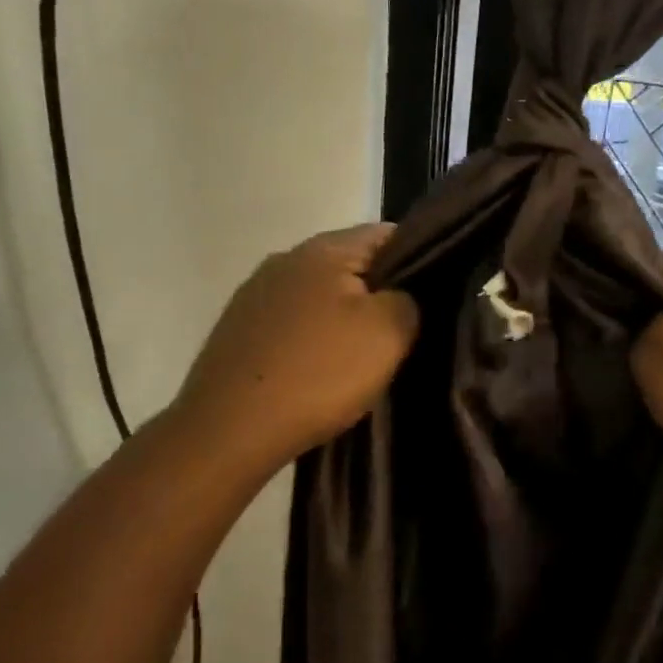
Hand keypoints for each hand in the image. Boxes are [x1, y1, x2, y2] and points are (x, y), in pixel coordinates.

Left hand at [173, 224, 418, 479]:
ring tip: (361, 357)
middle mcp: (284, 260)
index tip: (433, 296)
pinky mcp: (238, 330)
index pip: (386, 234)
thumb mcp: (388, 333)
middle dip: (379, 293)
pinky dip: (312, 340)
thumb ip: (408, 301)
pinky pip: (292, 324)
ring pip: (319, 297)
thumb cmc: (318, 373)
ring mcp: (255, 295)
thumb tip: (400, 297)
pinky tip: (318, 371)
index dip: (418, 258)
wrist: (230, 428)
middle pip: (350, 265)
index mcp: (323, 249)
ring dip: (343, 319)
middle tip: (403, 331)